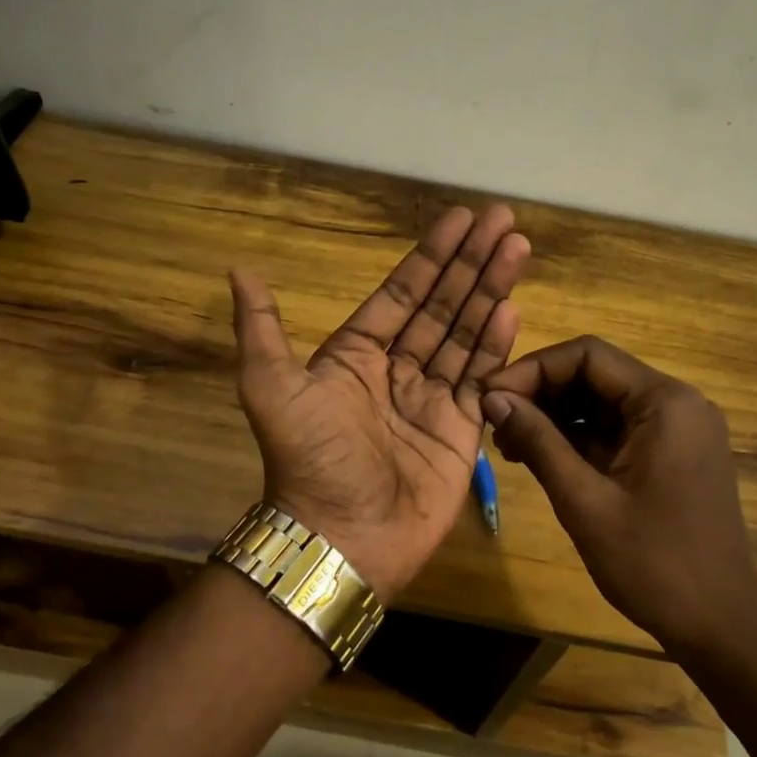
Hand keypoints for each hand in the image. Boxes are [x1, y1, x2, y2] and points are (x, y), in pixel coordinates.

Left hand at [229, 206, 529, 601]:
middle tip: (503, 220)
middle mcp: (398, 369)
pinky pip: (482, 377)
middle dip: (472, 262)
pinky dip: (497, 344)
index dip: (431, 255)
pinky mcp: (461, 429)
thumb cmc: (310, 459)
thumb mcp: (272, 388)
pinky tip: (512, 309)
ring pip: (466, 334)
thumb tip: (238, 269)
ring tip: (518, 250)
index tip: (460, 219)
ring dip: (491, 291)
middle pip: (442, 304)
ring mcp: (432, 398)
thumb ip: (262, 328)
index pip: (402, 293)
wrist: (342, 537)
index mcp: (357, 354)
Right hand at [481, 336, 756, 652]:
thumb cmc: (653, 565)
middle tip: (494, 424)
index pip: (587, 356)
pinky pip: (618, 429)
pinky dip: (578, 438)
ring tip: (509, 444)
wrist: (720, 627)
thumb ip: (538, 441)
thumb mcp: (584, 501)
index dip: (532, 369)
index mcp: (665, 403)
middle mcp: (677, 403)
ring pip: (603, 402)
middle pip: (595, 375)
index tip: (490, 396)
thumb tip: (491, 397)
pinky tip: (541, 458)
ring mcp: (678, 429)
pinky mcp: (673, 454)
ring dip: (555, 416)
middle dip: (541, 393)